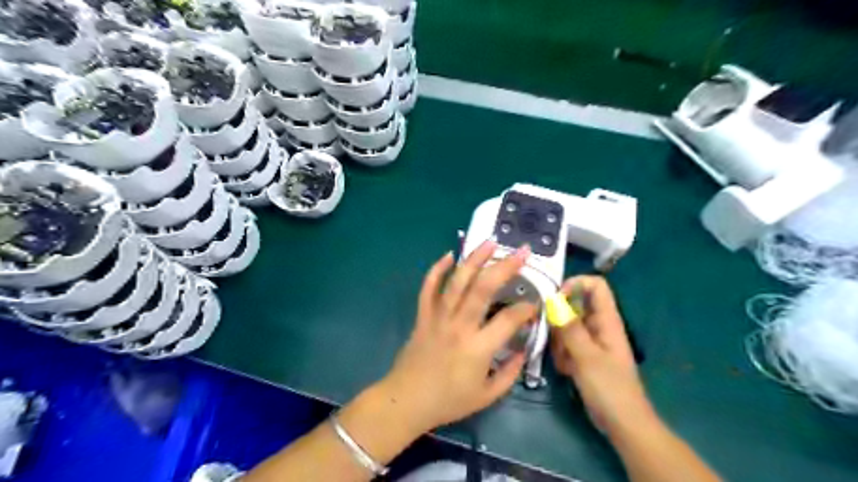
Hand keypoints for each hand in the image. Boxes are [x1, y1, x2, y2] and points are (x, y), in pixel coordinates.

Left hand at [381, 240, 537, 433]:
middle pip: (482, 288)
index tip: (534, 305)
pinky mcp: (423, 315)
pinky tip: (448, 255)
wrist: (406, 400)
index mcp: (478, 348)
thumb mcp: (487, 396)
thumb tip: (522, 350)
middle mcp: (459, 326)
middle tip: (521, 252)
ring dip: (474, 259)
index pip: (509, 318)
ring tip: (489, 243)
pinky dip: (437, 269)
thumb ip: (510, 373)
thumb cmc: (448, 401)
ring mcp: (438, 317)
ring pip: (456, 282)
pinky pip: (428, 288)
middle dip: (505, 267)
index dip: (526, 309)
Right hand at [550, 278, 657, 437]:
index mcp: (607, 320)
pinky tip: (566, 370)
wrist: (622, 424)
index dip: (575, 284)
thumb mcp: (586, 356)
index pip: (595, 285)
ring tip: (564, 361)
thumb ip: (569, 327)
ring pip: (566, 326)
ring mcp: (590, 341)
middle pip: (574, 305)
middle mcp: (598, 325)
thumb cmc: (609, 388)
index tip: (555, 299)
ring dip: (559, 341)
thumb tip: (552, 300)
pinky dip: (562, 354)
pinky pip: (566, 343)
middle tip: (556, 339)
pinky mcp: (583, 355)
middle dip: (560, 320)